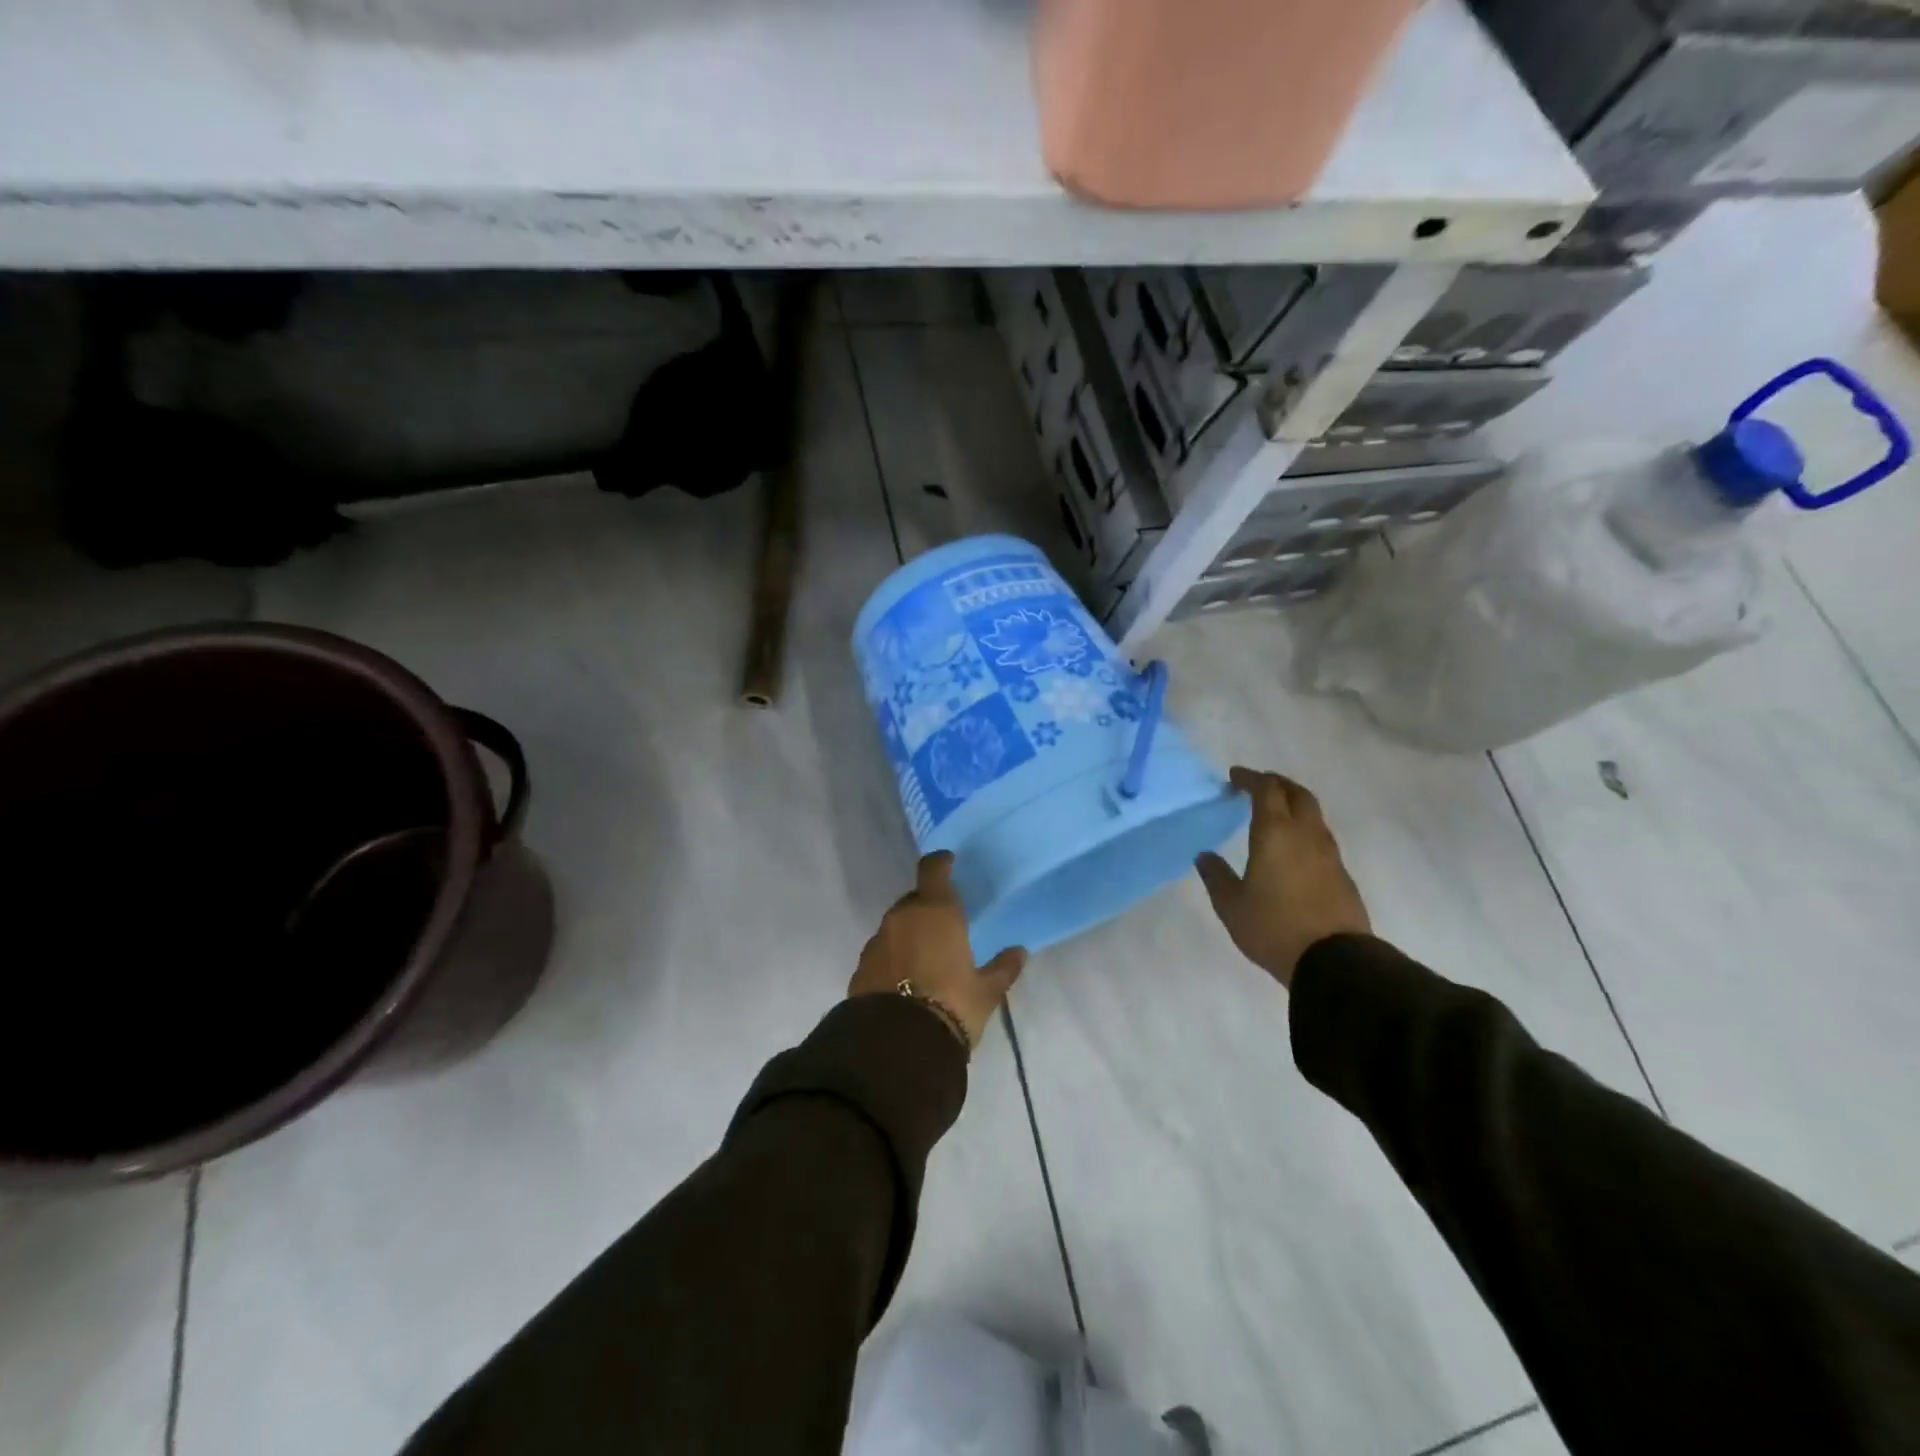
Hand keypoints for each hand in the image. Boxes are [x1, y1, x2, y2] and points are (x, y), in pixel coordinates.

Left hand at [850, 852, 1026, 1049]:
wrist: (897, 1044)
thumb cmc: (952, 1005)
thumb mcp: (986, 991)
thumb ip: (1003, 968)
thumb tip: (1019, 952)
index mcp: (936, 911)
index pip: (933, 870)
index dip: (940, 863)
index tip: (949, 863)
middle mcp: (903, 917)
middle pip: (914, 899)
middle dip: (927, 906)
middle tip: (945, 923)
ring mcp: (878, 940)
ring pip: (896, 925)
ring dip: (909, 932)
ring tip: (926, 955)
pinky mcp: (861, 966)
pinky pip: (882, 950)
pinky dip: (894, 956)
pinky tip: (905, 978)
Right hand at [1196, 767, 1370, 989]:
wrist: (1334, 960)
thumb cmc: (1274, 927)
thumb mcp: (1231, 905)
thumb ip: (1216, 876)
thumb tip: (1205, 856)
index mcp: (1275, 832)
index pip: (1266, 789)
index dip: (1250, 778)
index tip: (1234, 777)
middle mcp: (1306, 834)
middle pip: (1297, 794)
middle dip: (1276, 784)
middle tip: (1257, 786)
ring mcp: (1329, 854)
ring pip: (1313, 814)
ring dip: (1293, 805)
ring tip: (1274, 815)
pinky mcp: (1341, 874)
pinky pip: (1320, 838)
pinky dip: (1304, 829)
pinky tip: (1292, 848)